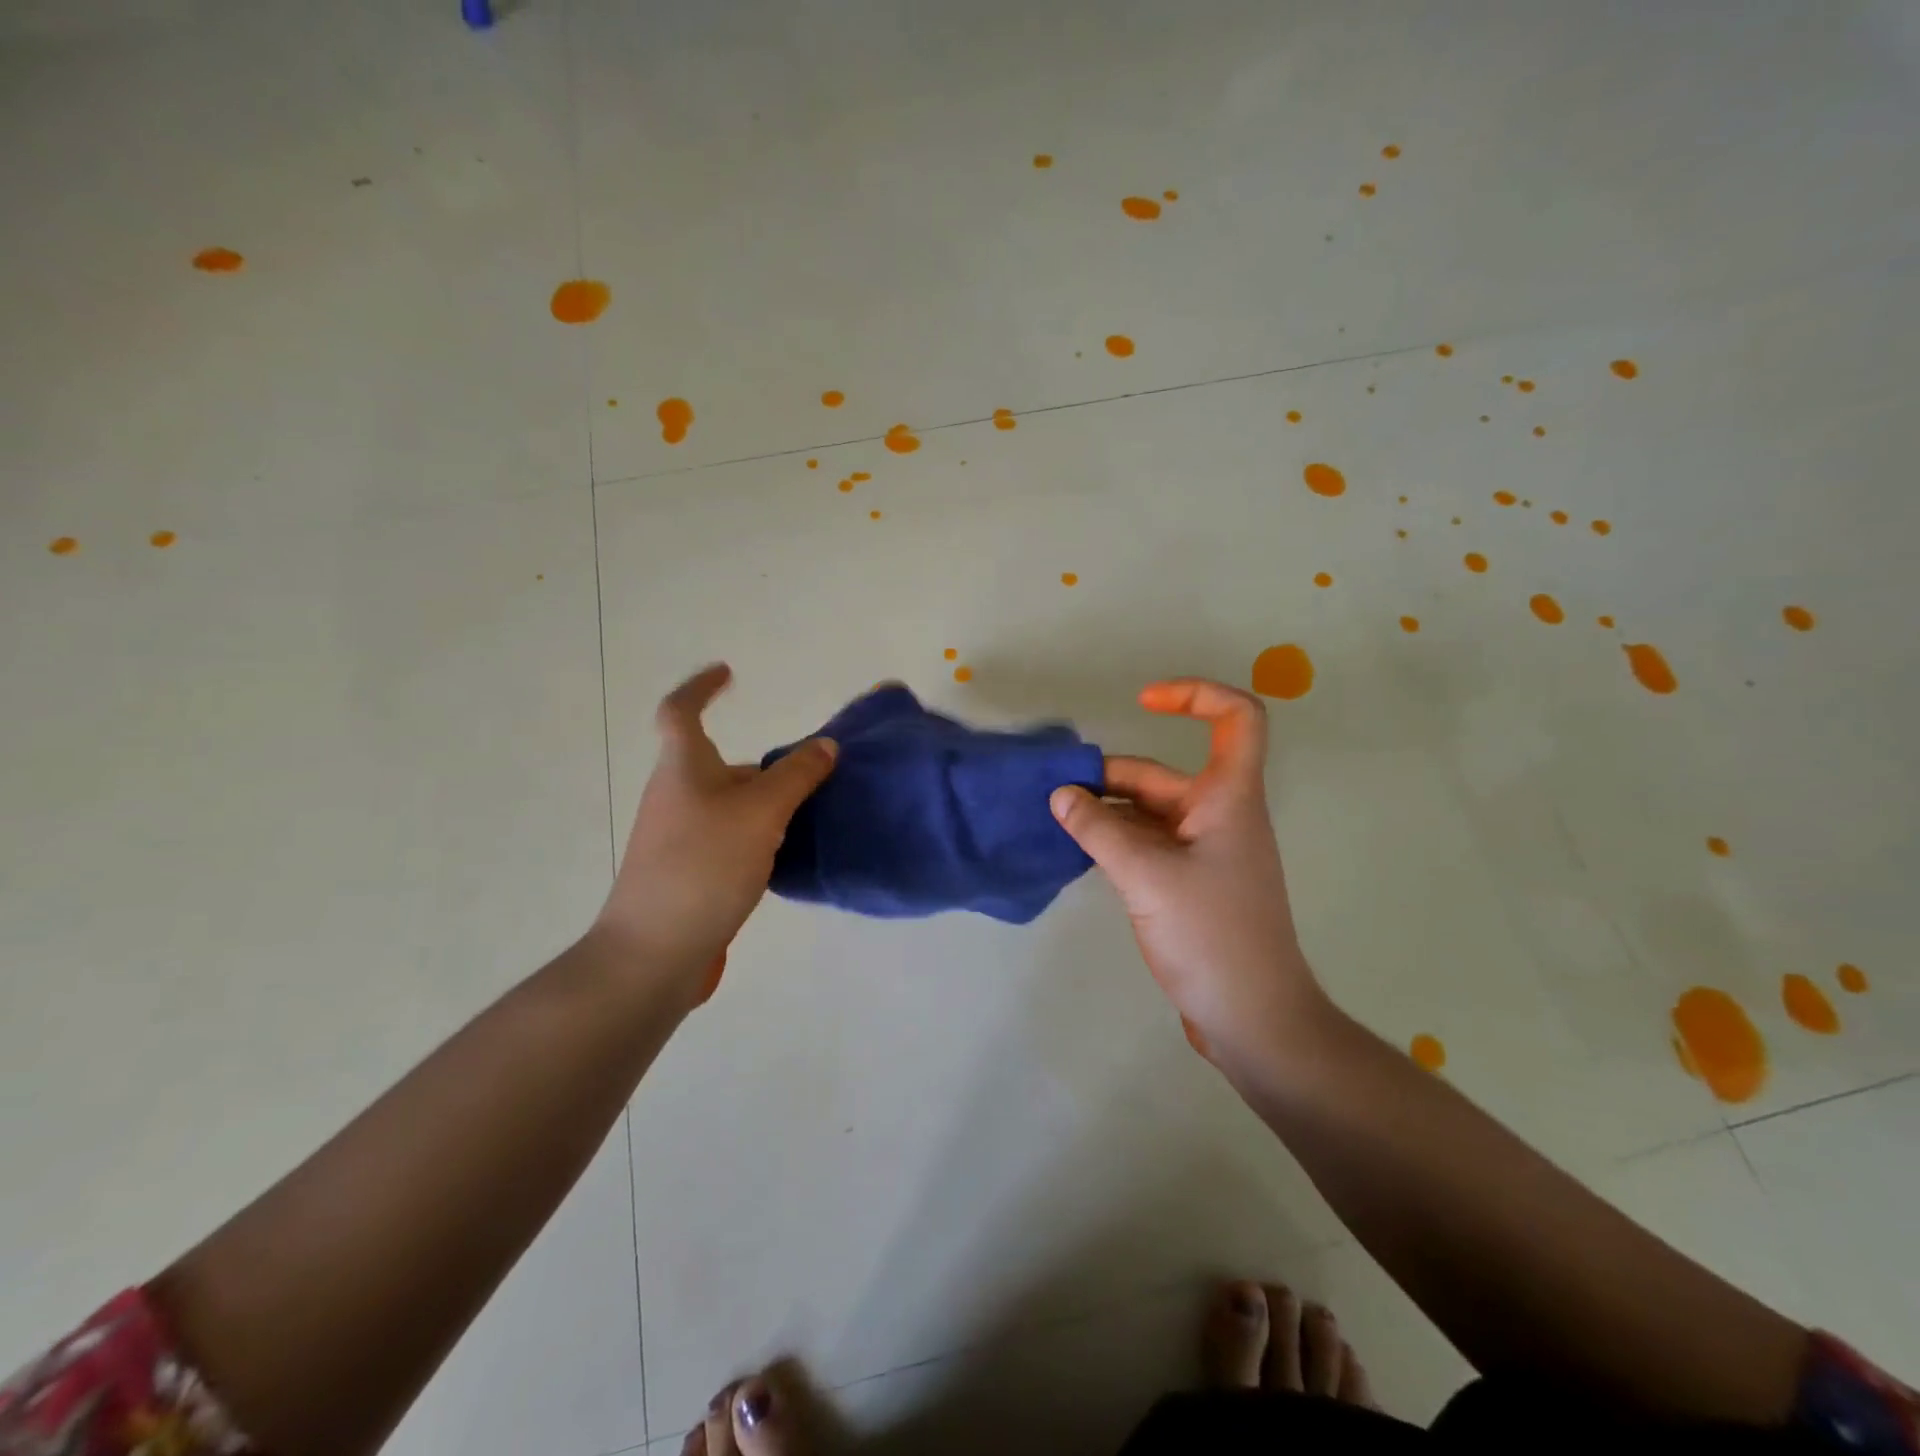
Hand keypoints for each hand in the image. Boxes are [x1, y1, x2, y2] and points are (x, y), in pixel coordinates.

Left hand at [596, 664, 836, 1002]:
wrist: (654, 951)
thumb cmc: (704, 865)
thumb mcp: (761, 813)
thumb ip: (797, 776)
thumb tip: (825, 746)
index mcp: (683, 769)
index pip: (681, 711)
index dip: (702, 688)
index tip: (728, 674)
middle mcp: (675, 796)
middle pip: (720, 765)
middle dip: (763, 767)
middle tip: (810, 775)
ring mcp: (677, 837)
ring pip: (728, 806)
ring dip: (765, 805)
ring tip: (810, 817)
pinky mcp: (687, 872)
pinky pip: (728, 839)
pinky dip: (757, 837)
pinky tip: (785, 858)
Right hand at [1049, 678, 1326, 1059]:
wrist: (1252, 1018)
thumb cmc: (1212, 935)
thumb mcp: (1147, 876)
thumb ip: (1099, 830)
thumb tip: (1061, 795)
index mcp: (1228, 799)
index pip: (1237, 719)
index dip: (1195, 696)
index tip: (1144, 701)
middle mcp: (1219, 816)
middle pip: (1164, 774)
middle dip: (1111, 777)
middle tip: (1057, 794)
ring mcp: (1205, 853)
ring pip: (1149, 813)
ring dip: (1107, 812)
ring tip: (1056, 821)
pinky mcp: (1190, 885)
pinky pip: (1147, 845)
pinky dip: (1114, 841)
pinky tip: (1079, 852)